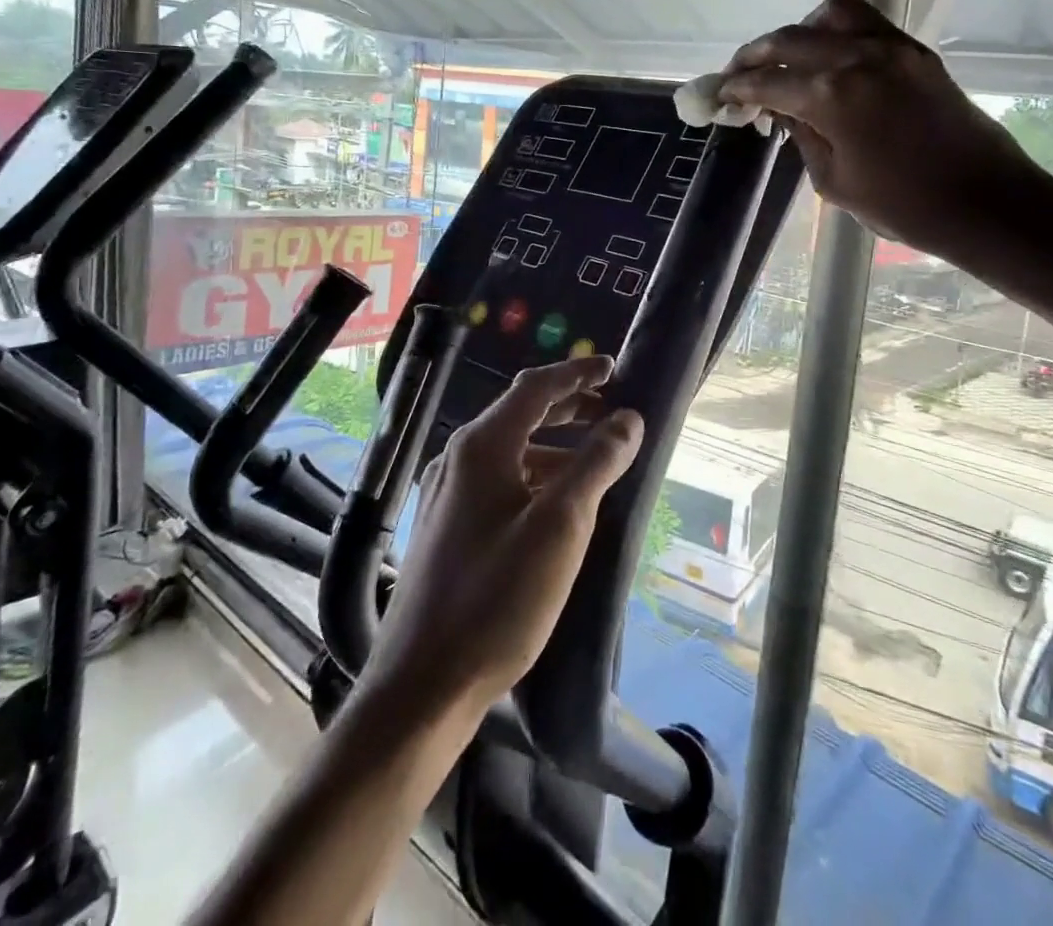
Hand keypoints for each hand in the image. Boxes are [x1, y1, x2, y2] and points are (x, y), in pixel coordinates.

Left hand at [359, 354, 641, 723]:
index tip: (614, 369)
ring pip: (508, 451)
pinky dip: (533, 476)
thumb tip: (628, 419)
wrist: (423, 684)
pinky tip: (554, 505)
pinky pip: (496, 481)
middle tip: (608, 408)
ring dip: (553, 445)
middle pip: (519, 414)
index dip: (577, 374)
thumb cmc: (498, 597)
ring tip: (593, 460)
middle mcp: (457, 459)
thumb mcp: (562, 526)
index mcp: (481, 446)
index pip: (535, 388)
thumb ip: (597, 464)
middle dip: (567, 407)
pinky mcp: (444, 526)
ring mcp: (445, 494)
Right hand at [717, 0, 1052, 261]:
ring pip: (829, 13)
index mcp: (832, 96)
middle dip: (755, 56)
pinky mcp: (914, 51)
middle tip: (738, 77)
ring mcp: (891, 47)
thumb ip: (802, 136)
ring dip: (798, 32)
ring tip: (787, 60)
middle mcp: (858, 57)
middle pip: (789, 39)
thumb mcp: (833, 181)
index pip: (767, 81)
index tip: (718, 96)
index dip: (736, 89)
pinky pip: (865, 21)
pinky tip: (827, 59)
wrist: (984, 201)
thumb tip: (781, 109)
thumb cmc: (902, 206)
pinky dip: (834, 31)